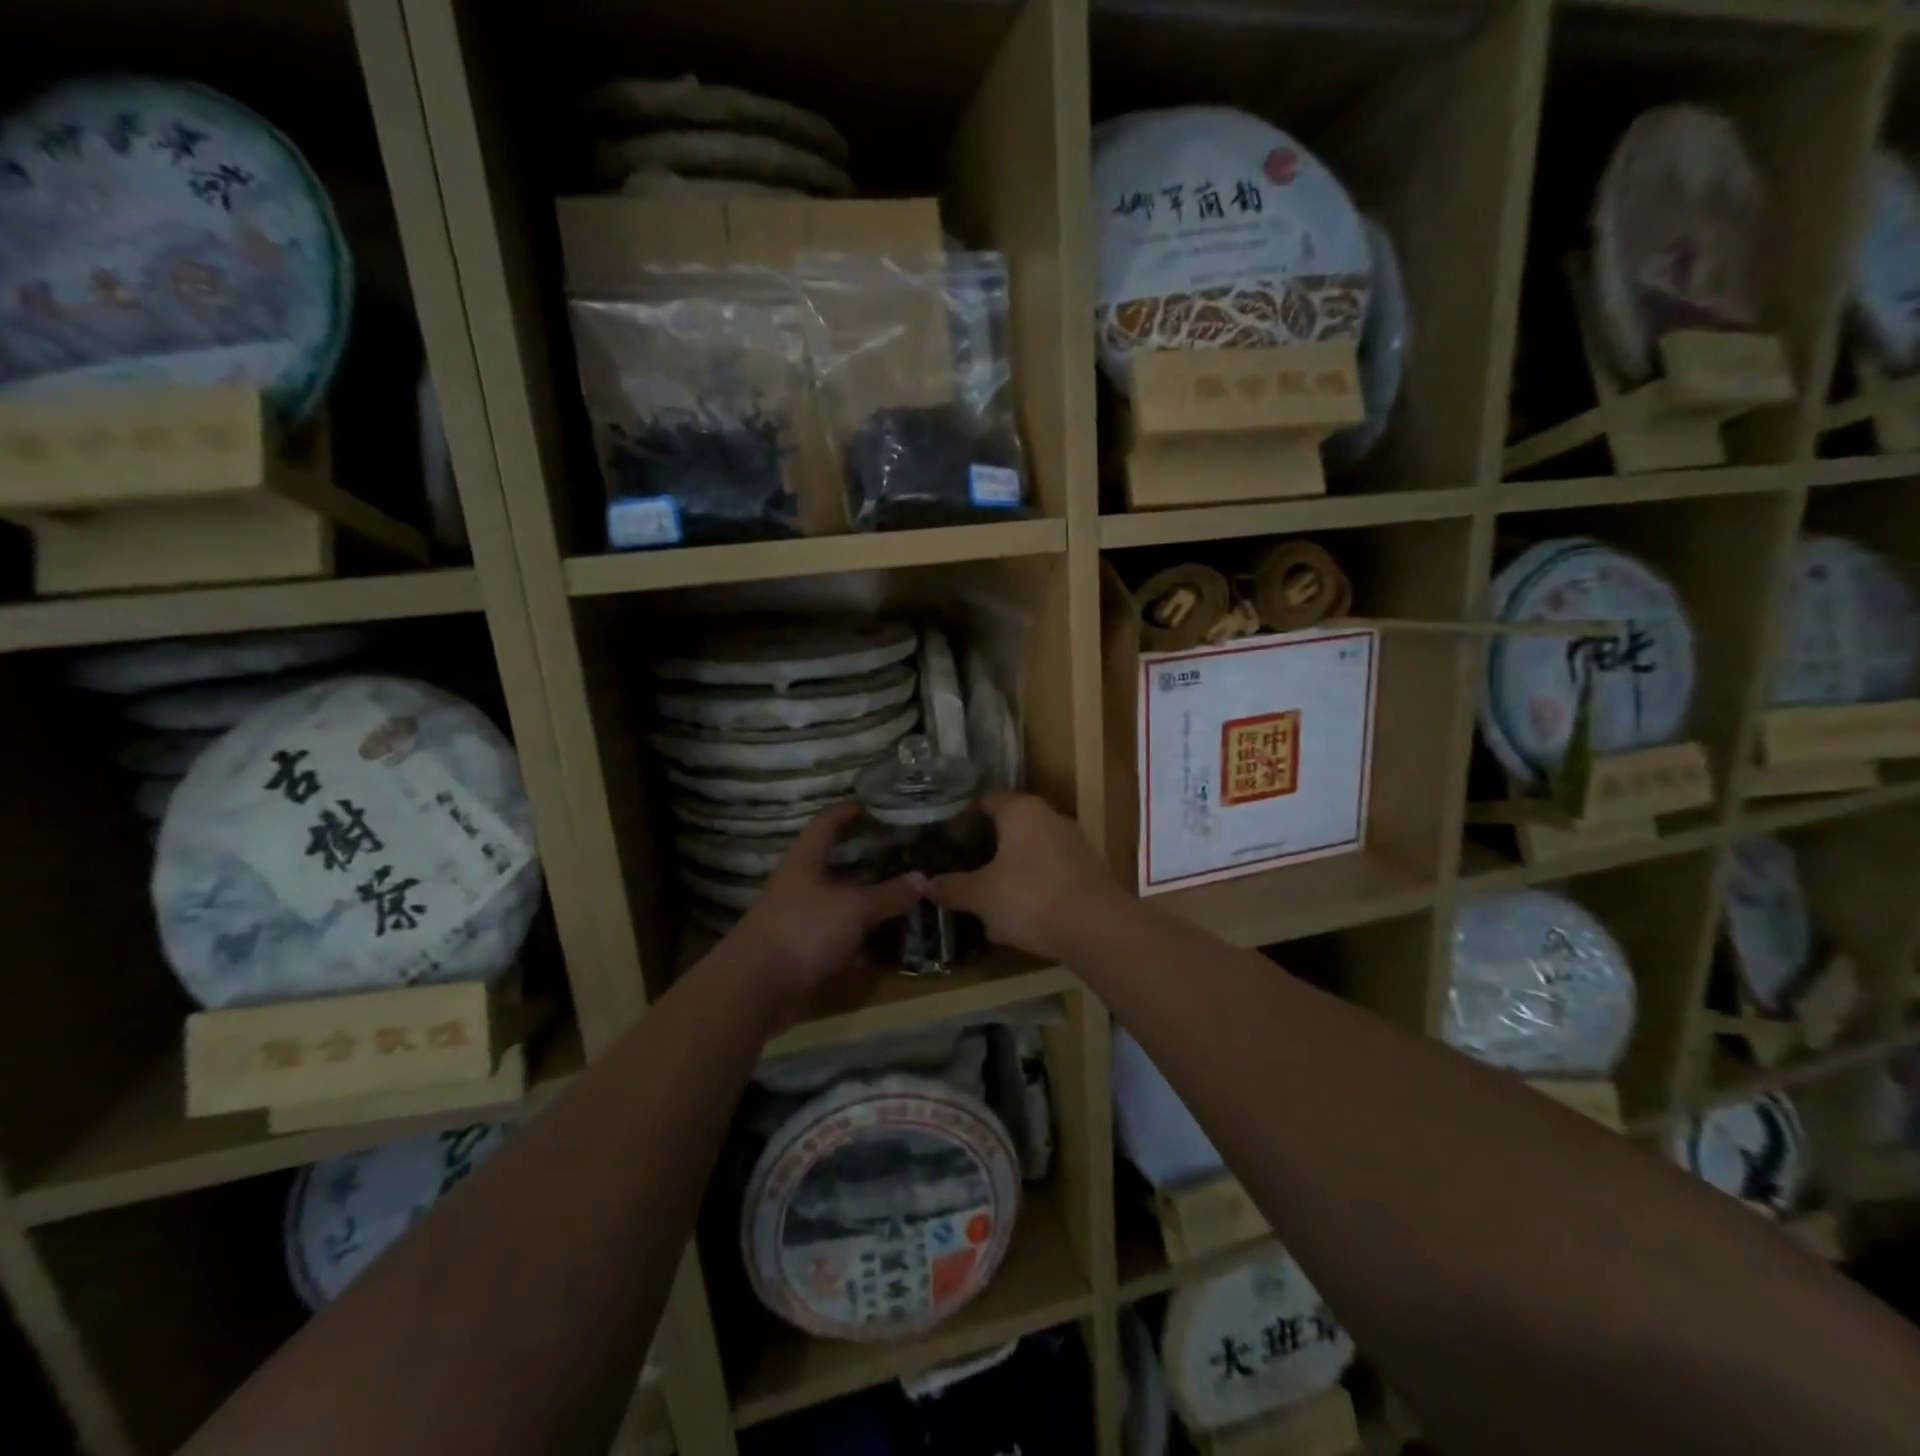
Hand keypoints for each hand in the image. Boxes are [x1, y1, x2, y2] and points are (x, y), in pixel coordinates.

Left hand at [721, 804, 922, 1028]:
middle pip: (835, 863)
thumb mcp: (854, 908)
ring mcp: (799, 918)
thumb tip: (923, 879)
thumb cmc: (803, 930)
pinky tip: (887, 943)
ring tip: (904, 897)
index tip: (875, 805)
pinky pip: (838, 937)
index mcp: (805, 860)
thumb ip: (889, 894)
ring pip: (839, 902)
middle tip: (902, 853)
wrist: (755, 989)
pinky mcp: (802, 951)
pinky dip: (860, 939)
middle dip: (867, 859)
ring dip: (867, 902)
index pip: (827, 822)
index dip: (849, 811)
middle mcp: (800, 884)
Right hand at [927, 793, 1123, 962]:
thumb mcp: (981, 895)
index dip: (963, 818)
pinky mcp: (1087, 872)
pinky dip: (1030, 891)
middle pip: (1009, 829)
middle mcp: (1049, 818)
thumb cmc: (1031, 898)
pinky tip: (1015, 922)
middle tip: (961, 871)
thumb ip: (952, 887)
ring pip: (1028, 856)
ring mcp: (1072, 844)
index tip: (945, 838)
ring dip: (1007, 876)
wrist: (1098, 929)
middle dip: (986, 852)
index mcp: (1021, 811)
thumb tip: (924, 883)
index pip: (986, 801)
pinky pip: (1048, 876)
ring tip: (984, 905)